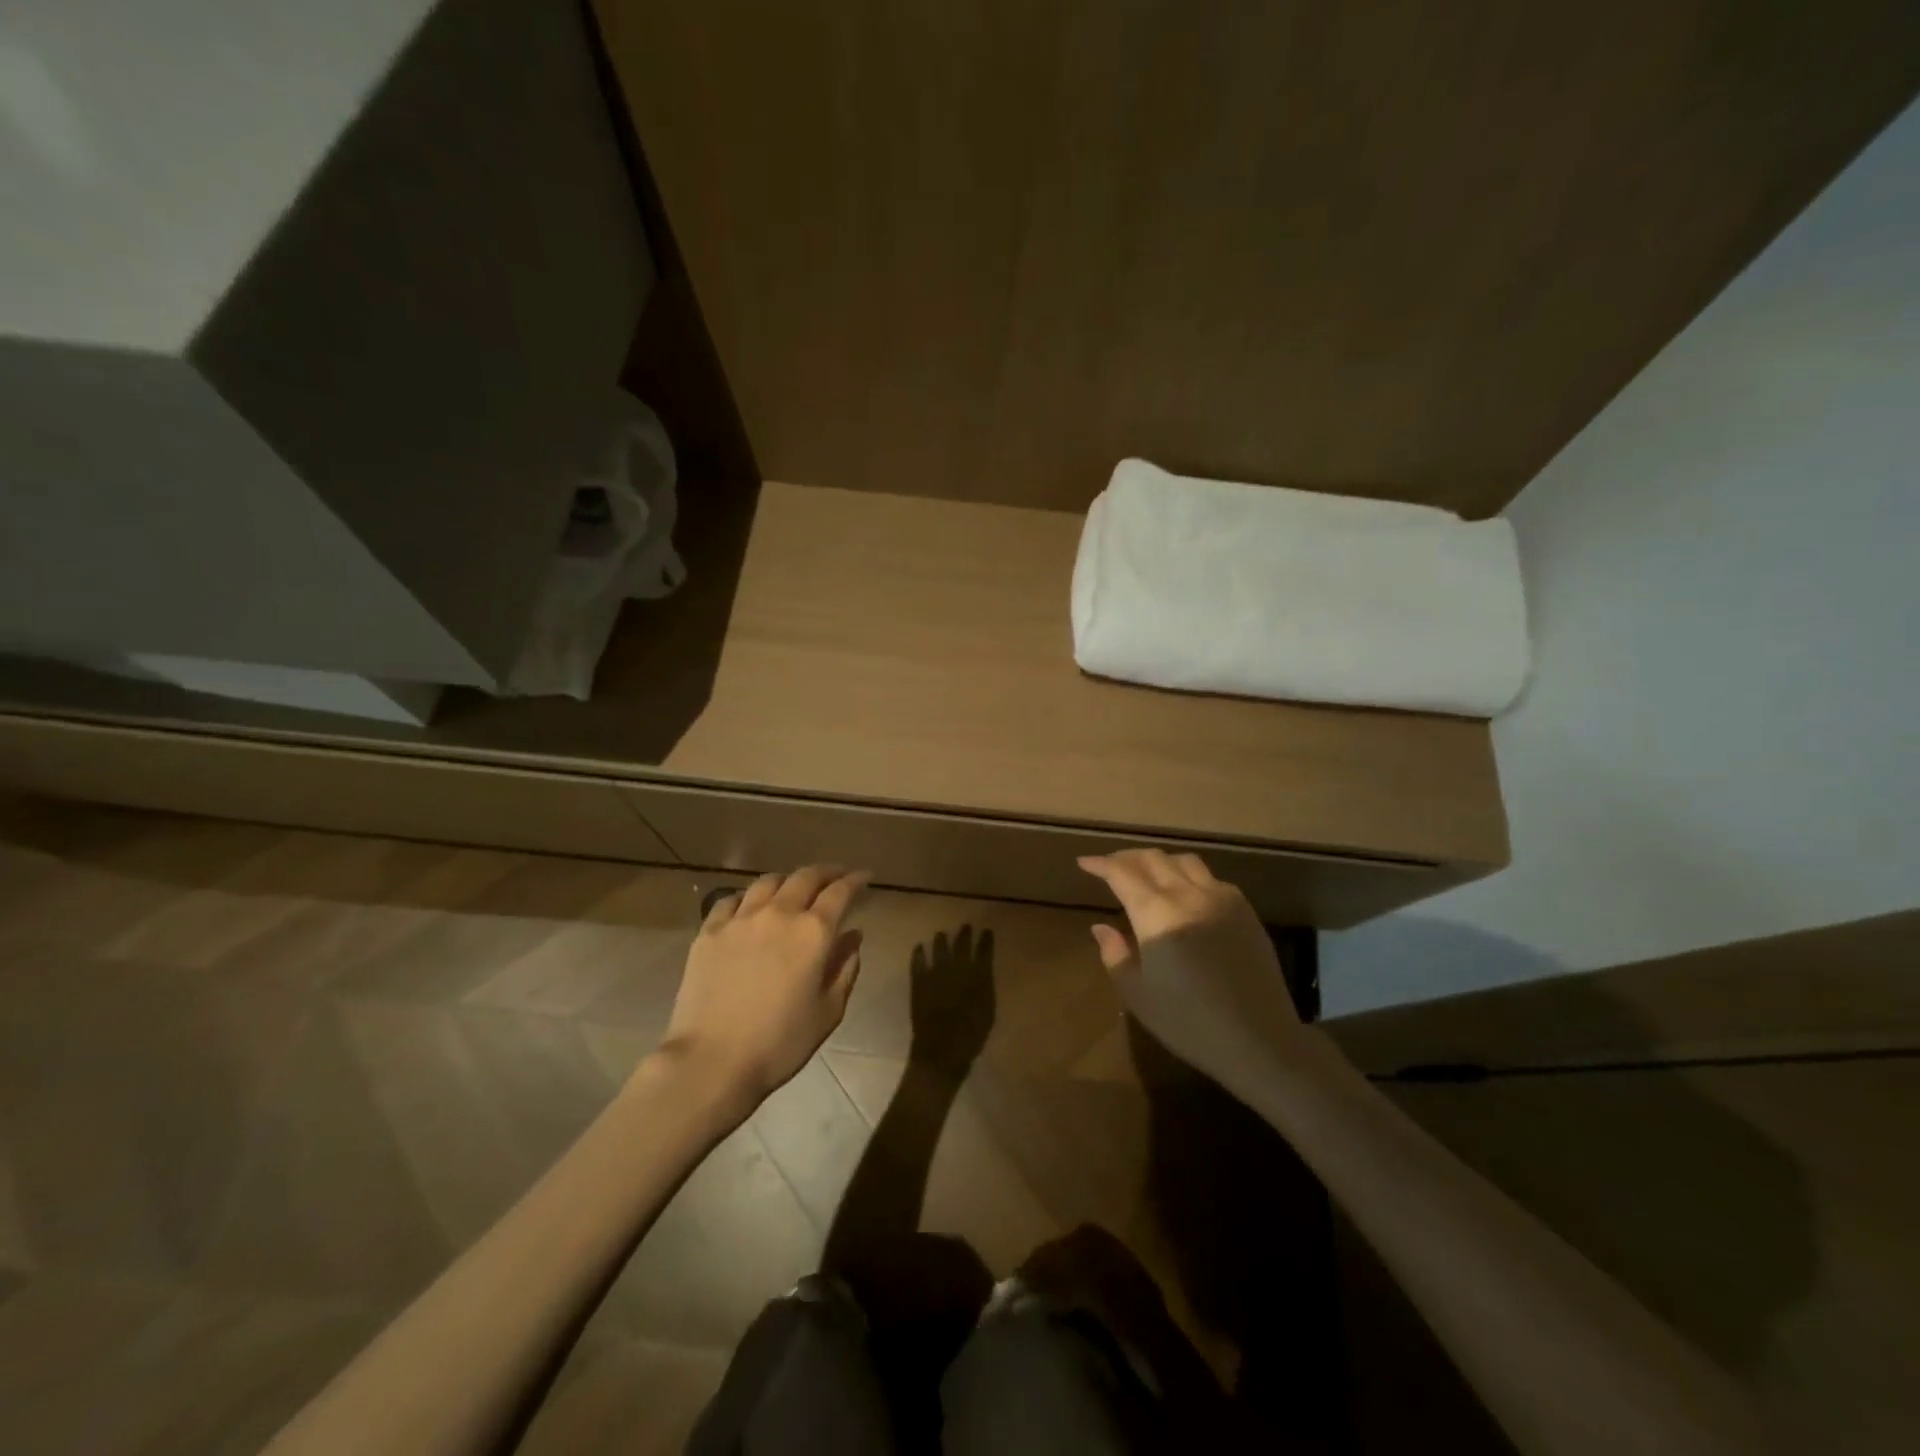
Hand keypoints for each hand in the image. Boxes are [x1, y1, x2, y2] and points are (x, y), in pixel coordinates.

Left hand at [657, 865, 869, 1110]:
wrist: (712, 1061)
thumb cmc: (780, 1043)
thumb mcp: (828, 1011)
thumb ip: (845, 968)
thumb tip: (853, 936)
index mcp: (813, 932)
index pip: (840, 892)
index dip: (855, 880)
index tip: (864, 876)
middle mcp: (779, 913)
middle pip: (805, 877)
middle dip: (825, 872)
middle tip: (836, 876)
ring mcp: (740, 919)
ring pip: (768, 881)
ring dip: (788, 880)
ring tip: (793, 888)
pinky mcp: (709, 931)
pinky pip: (731, 900)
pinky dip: (748, 897)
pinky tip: (750, 907)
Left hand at [908, 926, 996, 1078]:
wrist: (942, 1050)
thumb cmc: (971, 1035)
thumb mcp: (987, 1010)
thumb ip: (985, 987)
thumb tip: (983, 972)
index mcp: (978, 976)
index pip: (984, 951)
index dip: (986, 940)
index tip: (987, 931)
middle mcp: (957, 969)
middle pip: (961, 945)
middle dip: (965, 934)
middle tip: (966, 926)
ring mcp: (935, 974)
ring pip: (939, 949)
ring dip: (941, 940)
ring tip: (941, 934)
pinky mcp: (919, 982)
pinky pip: (917, 962)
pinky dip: (918, 953)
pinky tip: (919, 947)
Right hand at [1079, 850, 1304, 1099]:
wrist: (1260, 1040)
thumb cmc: (1189, 1022)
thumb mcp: (1139, 995)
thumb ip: (1115, 954)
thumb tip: (1101, 927)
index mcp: (1156, 914)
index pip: (1122, 874)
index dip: (1100, 864)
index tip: (1085, 862)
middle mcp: (1188, 895)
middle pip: (1153, 859)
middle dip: (1127, 858)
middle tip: (1110, 866)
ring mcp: (1221, 899)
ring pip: (1184, 861)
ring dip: (1159, 861)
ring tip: (1146, 873)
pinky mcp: (1245, 910)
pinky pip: (1211, 878)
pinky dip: (1189, 875)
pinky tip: (1185, 892)